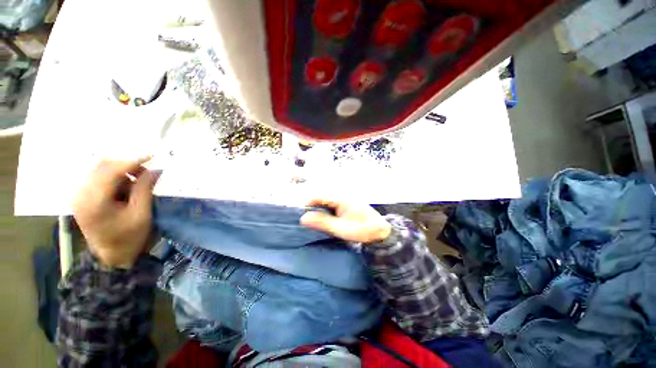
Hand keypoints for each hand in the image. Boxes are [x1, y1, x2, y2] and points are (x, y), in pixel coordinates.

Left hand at [73, 158, 157, 268]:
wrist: (112, 256)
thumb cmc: (129, 237)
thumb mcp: (141, 214)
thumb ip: (145, 189)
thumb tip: (155, 170)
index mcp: (93, 201)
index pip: (111, 171)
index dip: (132, 161)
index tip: (152, 156)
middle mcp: (81, 195)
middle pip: (102, 166)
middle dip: (127, 165)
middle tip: (146, 173)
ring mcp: (79, 196)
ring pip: (100, 170)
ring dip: (121, 171)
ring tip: (137, 182)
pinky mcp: (82, 197)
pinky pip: (98, 178)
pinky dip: (115, 178)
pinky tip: (125, 188)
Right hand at [300, 199, 391, 242]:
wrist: (380, 231)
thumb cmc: (362, 230)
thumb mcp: (341, 229)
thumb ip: (322, 222)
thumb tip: (304, 218)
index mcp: (340, 198)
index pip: (318, 196)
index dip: (308, 204)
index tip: (301, 215)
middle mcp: (342, 196)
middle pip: (321, 197)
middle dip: (312, 208)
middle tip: (308, 221)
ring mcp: (345, 200)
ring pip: (326, 202)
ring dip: (319, 211)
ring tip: (315, 222)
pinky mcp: (347, 205)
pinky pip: (332, 205)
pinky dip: (326, 212)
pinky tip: (326, 221)